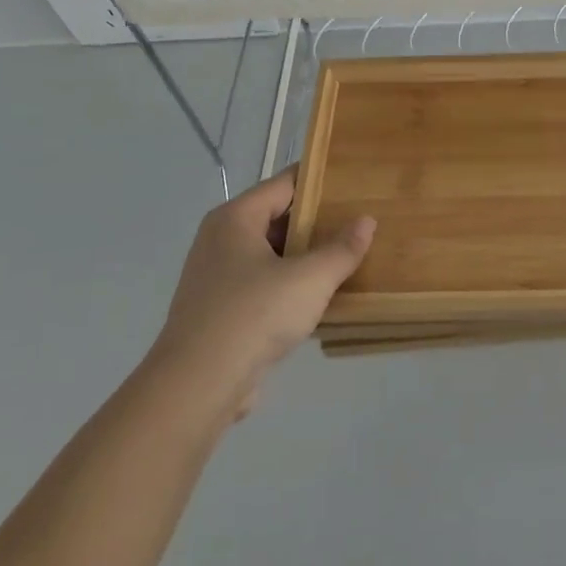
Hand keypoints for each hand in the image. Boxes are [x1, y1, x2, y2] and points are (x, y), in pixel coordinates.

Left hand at [141, 169, 374, 428]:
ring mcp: (217, 278)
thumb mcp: (310, 278)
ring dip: (306, 257)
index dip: (319, 180)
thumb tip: (366, 221)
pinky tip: (322, 296)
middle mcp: (221, 241)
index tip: (354, 180)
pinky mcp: (221, 312)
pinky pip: (263, 286)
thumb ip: (342, 249)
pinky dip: (290, 285)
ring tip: (348, 256)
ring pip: (271, 255)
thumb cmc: (254, 314)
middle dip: (317, 221)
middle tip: (359, 220)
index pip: (284, 184)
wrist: (199, 385)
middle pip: (277, 219)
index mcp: (235, 219)